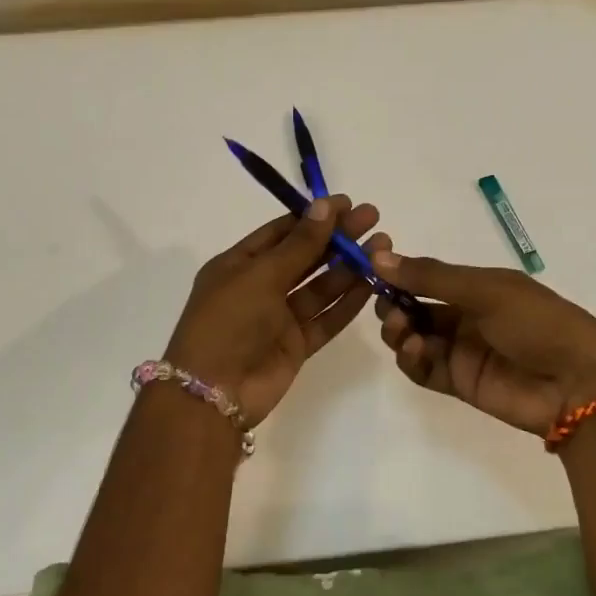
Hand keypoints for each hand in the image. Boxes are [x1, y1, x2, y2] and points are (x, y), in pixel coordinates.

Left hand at [163, 197, 389, 424]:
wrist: (214, 392)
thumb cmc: (228, 322)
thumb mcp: (260, 275)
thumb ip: (298, 245)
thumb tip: (323, 206)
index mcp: (239, 265)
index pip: (281, 232)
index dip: (313, 217)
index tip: (347, 203)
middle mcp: (259, 288)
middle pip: (304, 256)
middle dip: (337, 238)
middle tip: (373, 219)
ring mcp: (278, 318)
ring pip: (319, 287)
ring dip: (349, 267)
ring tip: (381, 247)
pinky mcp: (296, 345)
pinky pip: (326, 318)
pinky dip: (347, 302)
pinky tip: (372, 283)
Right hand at [371, 250, 595, 435]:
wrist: (578, 384)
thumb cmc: (537, 322)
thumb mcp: (486, 290)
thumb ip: (431, 277)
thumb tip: (378, 256)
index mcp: (478, 286)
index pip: (427, 277)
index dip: (399, 273)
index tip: (369, 268)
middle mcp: (466, 316)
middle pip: (415, 308)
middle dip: (394, 304)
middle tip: (386, 306)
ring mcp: (461, 350)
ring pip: (414, 338)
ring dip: (399, 331)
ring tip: (400, 329)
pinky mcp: (459, 382)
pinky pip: (423, 369)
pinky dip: (411, 359)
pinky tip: (413, 349)